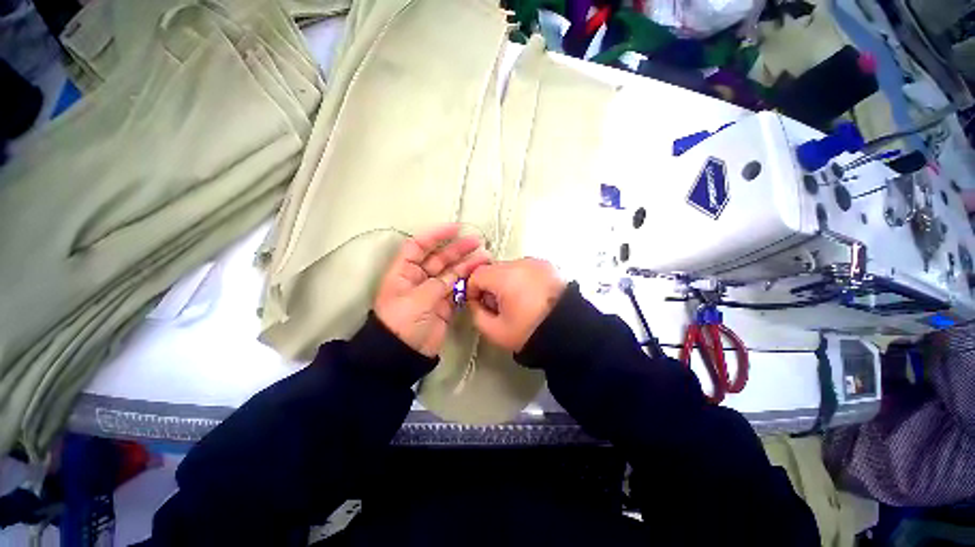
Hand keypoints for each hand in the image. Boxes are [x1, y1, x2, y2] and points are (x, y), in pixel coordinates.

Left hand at [375, 224, 489, 357]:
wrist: (403, 354)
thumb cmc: (402, 322)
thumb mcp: (417, 299)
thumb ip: (438, 284)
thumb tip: (455, 276)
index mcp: (404, 272)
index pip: (418, 245)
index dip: (435, 235)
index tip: (455, 228)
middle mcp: (419, 278)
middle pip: (439, 258)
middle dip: (457, 249)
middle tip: (477, 242)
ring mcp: (433, 291)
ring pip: (451, 273)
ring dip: (467, 265)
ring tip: (484, 258)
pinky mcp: (444, 305)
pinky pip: (457, 290)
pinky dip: (467, 283)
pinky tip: (479, 276)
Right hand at [467, 258, 565, 351]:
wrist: (570, 332)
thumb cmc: (531, 332)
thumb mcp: (495, 331)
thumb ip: (476, 313)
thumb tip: (475, 301)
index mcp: (506, 277)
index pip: (477, 274)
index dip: (472, 289)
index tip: (478, 303)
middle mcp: (521, 263)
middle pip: (493, 269)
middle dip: (490, 286)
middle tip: (498, 306)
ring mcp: (537, 262)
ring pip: (510, 268)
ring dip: (506, 281)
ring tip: (517, 302)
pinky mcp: (548, 266)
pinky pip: (526, 269)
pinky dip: (522, 279)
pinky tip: (530, 296)